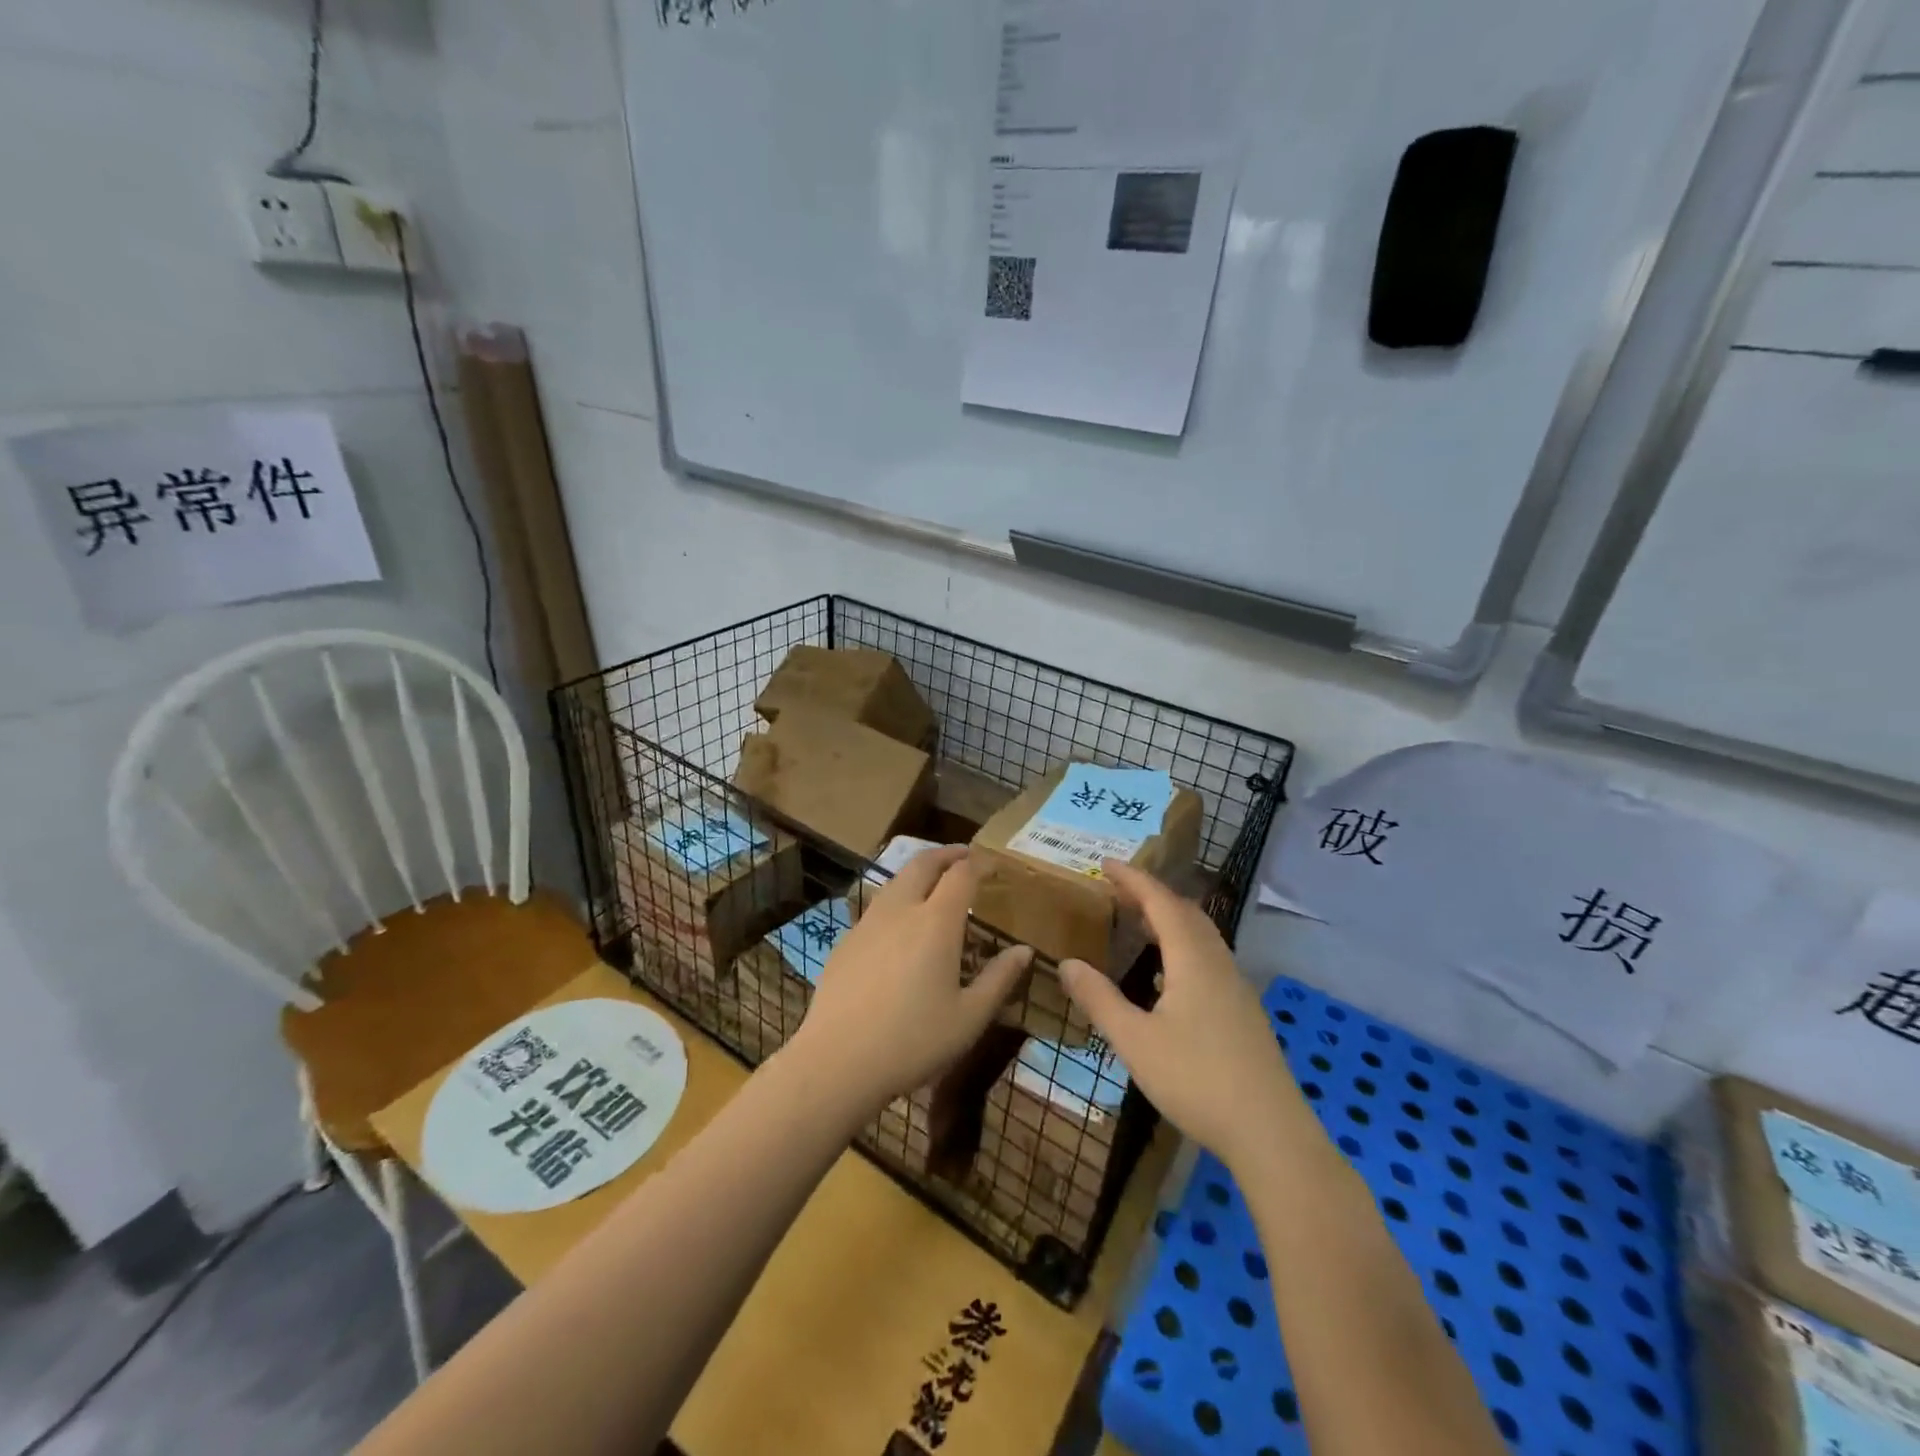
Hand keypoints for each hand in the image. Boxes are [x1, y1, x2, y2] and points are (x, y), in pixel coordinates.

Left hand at [788, 847, 1032, 1113]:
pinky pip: (877, 906)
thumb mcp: (969, 1017)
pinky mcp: (846, 941)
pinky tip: (900, 926)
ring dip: (919, 872)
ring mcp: (868, 922)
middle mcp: (901, 910)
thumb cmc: (913, 1041)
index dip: (979, 863)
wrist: (838, 1061)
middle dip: (947, 854)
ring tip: (934, 884)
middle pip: (923, 863)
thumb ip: (999, 979)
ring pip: (896, 881)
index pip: (961, 874)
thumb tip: (1024, 951)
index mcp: (936, 922)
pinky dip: (897, 899)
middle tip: (964, 856)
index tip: (992, 864)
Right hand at [1058, 861, 1303, 1175]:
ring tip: (1137, 925)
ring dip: (1169, 920)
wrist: (1271, 1133)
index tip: (1105, 864)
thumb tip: (1066, 963)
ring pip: (1201, 936)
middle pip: (1185, 913)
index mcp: (1192, 959)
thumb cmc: (1197, 1080)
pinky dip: (1182, 947)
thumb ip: (1099, 999)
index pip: (1161, 902)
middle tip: (1117, 892)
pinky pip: (1208, 959)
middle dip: (1151, 895)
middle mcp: (1217, 963)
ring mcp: (1235, 987)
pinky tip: (1165, 977)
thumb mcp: (1135, 1041)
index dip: (1133, 879)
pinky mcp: (1242, 1011)